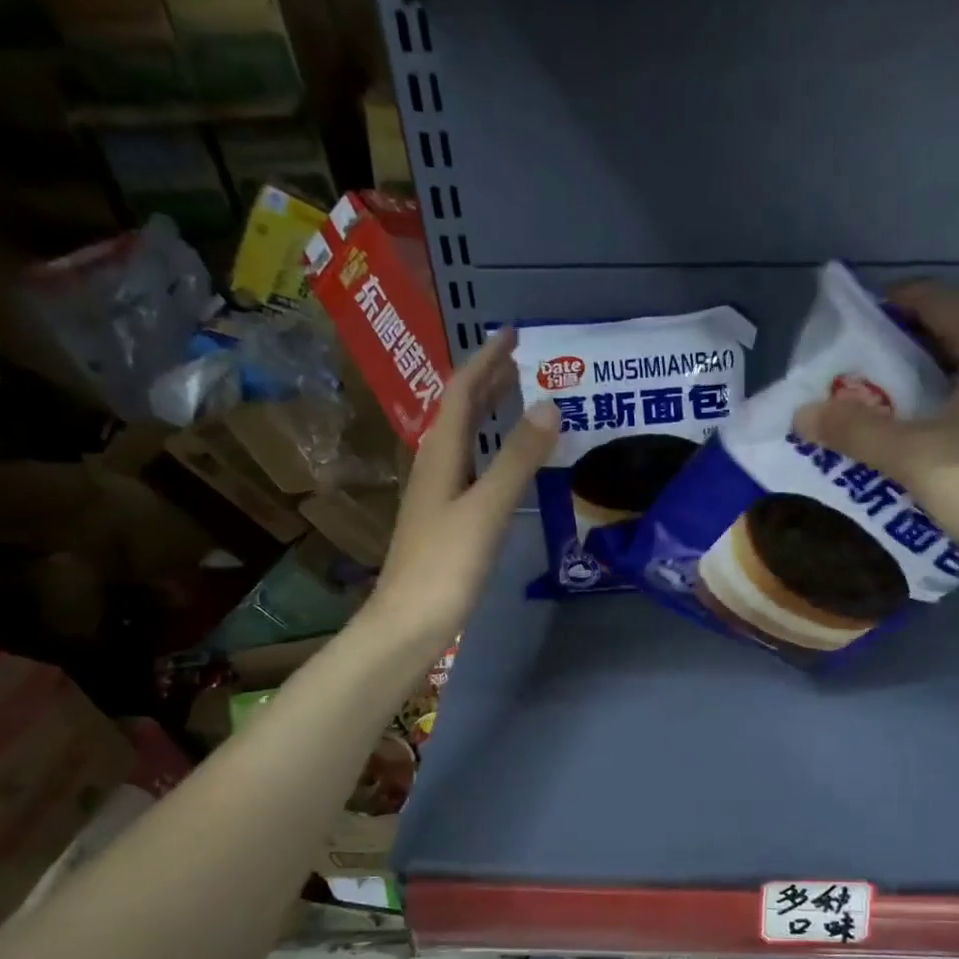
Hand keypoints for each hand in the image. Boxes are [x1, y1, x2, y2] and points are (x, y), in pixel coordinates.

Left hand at [368, 328, 559, 648]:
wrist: (409, 623)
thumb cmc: (446, 565)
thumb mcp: (487, 508)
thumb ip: (518, 458)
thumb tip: (549, 405)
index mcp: (440, 456)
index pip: (462, 393)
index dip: (486, 361)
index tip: (513, 335)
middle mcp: (434, 467)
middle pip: (459, 412)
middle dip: (487, 382)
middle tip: (521, 362)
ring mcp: (437, 495)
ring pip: (463, 440)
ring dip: (487, 414)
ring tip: (516, 400)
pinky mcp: (445, 521)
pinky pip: (470, 467)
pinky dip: (490, 450)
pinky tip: (504, 464)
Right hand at [790, 281, 958, 587]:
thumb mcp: (915, 458)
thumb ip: (856, 430)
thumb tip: (802, 413)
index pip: (934, 299)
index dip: (886, 309)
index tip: (845, 338)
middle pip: (953, 333)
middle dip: (900, 356)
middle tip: (854, 387)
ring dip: (926, 387)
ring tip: (883, 418)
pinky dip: (955, 408)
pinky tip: (929, 444)